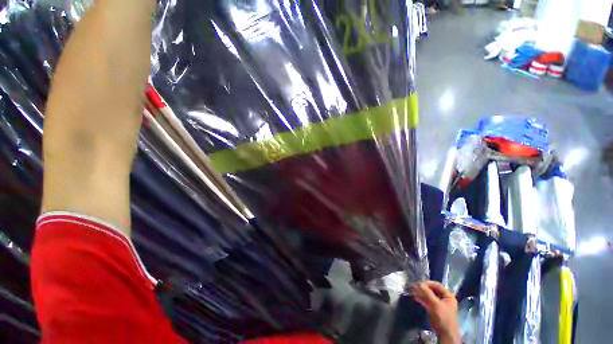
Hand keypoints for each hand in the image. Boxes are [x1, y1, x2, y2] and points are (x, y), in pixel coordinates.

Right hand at [410, 281, 460, 343]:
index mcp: (448, 296)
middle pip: (432, 290)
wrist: (444, 333)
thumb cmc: (443, 317)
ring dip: (420, 293)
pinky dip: (421, 298)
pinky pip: (426, 301)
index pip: (438, 285)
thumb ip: (427, 293)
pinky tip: (414, 297)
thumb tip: (418, 283)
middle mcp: (443, 298)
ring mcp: (438, 303)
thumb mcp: (436, 304)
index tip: (420, 283)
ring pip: (428, 295)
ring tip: (412, 290)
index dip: (429, 283)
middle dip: (423, 288)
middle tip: (414, 286)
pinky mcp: (433, 308)